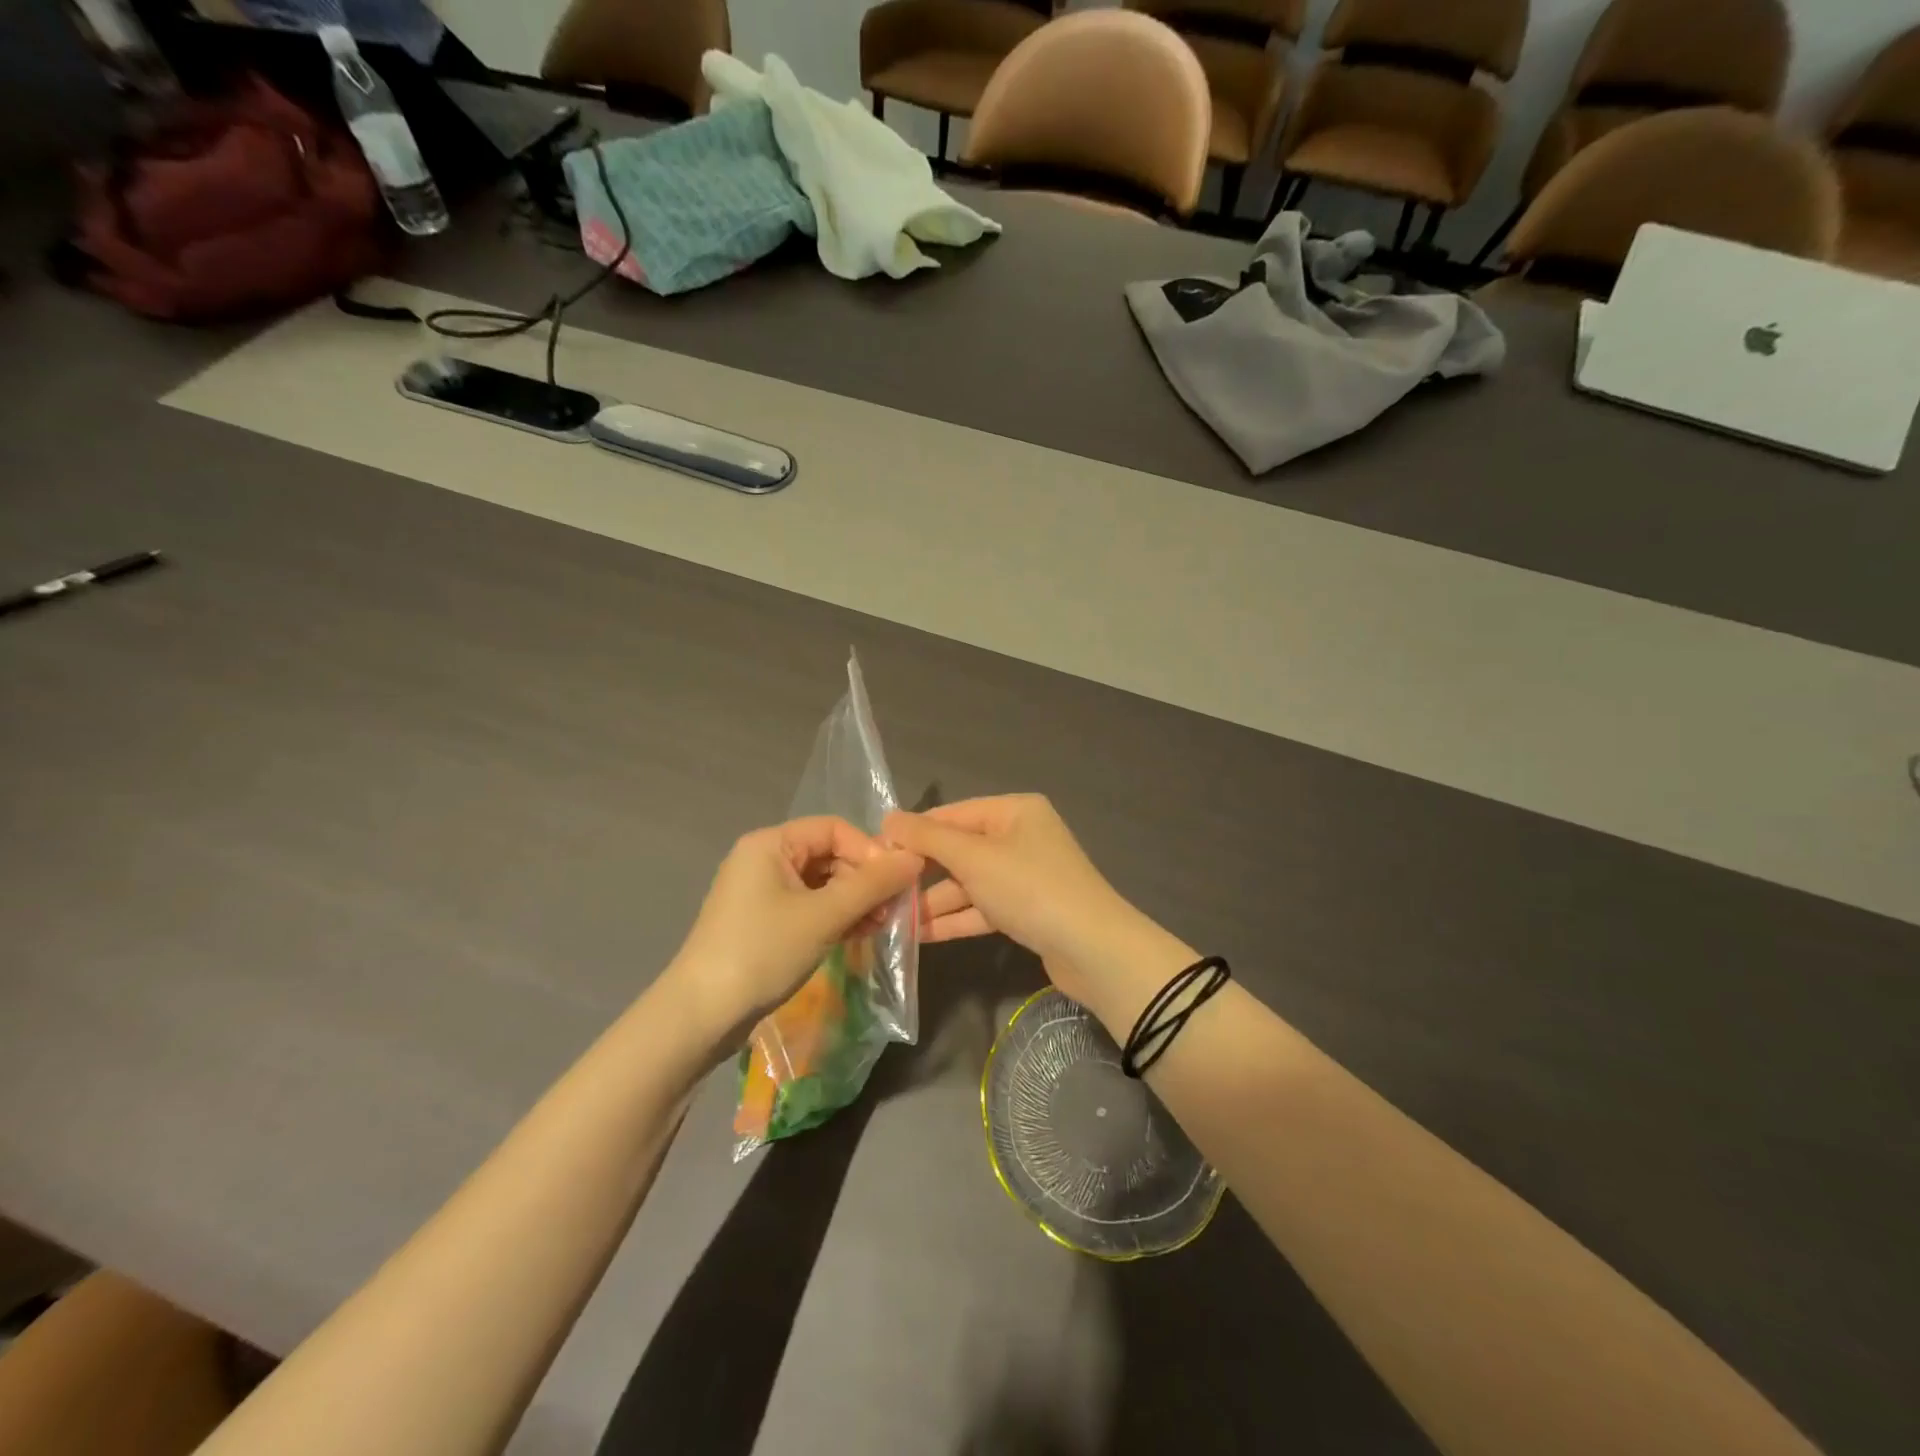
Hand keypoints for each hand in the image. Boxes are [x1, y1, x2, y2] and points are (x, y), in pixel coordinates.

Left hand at [666, 817, 922, 1048]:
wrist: (701, 1015)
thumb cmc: (762, 952)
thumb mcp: (824, 916)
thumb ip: (871, 885)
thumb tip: (915, 858)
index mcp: (771, 843)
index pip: (834, 829)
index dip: (869, 851)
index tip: (896, 882)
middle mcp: (764, 859)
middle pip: (829, 855)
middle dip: (864, 880)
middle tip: (892, 910)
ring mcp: (762, 892)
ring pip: (822, 884)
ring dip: (854, 901)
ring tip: (879, 926)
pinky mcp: (763, 922)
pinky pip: (809, 907)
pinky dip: (835, 917)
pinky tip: (858, 935)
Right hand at [883, 795, 1190, 1023]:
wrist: (1094, 950)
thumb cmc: (1031, 888)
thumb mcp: (975, 858)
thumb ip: (929, 839)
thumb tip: (889, 818)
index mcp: (1015, 811)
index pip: (953, 814)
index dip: (914, 832)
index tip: (875, 851)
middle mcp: (1021, 837)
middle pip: (960, 850)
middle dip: (923, 872)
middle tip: (881, 890)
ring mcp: (1025, 875)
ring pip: (969, 883)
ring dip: (935, 901)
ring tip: (893, 920)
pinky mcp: (1027, 910)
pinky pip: (983, 908)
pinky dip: (956, 919)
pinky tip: (921, 936)